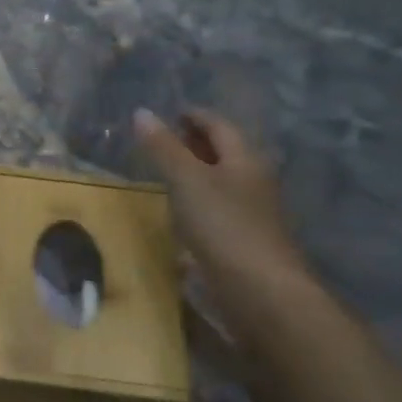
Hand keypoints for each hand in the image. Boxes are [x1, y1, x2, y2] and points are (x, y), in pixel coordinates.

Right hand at [133, 108, 302, 280]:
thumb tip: (142, 112)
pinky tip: (181, 212)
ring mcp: (251, 213)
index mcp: (245, 159)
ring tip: (167, 172)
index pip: (220, 126)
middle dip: (198, 143)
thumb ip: (164, 148)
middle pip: (226, 153)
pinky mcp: (243, 241)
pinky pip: (218, 209)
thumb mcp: (186, 180)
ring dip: (197, 173)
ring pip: (222, 182)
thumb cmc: (223, 225)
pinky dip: (198, 201)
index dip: (196, 116)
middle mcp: (253, 181)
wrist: (259, 289)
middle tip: (166, 139)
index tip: (172, 113)